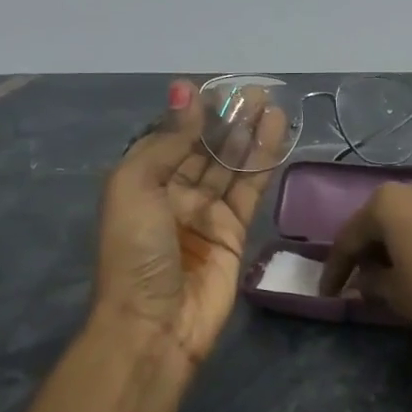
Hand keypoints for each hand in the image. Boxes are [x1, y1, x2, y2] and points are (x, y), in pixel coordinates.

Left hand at [93, 80, 286, 377]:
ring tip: (270, 103)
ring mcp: (206, 213)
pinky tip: (276, 133)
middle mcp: (174, 194)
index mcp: (142, 182)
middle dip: (227, 119)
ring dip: (249, 134)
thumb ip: (167, 142)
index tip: (216, 87)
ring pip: (231, 164)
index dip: (193, 113)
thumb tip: (184, 93)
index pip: (171, 138)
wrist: (155, 324)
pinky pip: (251, 189)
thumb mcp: (135, 186)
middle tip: (254, 91)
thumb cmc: (135, 251)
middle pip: (205, 148)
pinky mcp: (235, 231)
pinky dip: (263, 161)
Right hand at [318, 176, 411, 349]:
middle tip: (360, 277)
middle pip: (383, 220)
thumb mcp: (397, 295)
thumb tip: (364, 278)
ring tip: (396, 272)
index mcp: (390, 202)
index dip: (336, 268)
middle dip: (370, 249)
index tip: (328, 293)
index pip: (350, 236)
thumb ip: (372, 282)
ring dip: (401, 243)